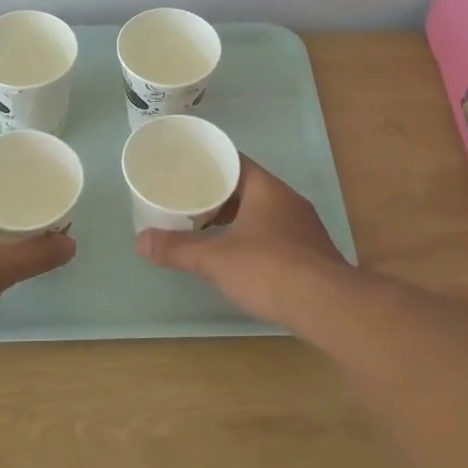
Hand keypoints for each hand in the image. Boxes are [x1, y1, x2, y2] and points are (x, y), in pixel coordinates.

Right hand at [135, 156, 348, 323]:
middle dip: (218, 194)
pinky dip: (252, 237)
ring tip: (206, 227)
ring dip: (236, 217)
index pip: (235, 161)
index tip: (185, 169)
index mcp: (267, 189)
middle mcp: (288, 201)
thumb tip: (139, 242)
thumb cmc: (269, 269)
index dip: (209, 163)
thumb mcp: (215, 259)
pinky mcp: (310, 252)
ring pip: (262, 212)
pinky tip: (237, 255)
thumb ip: (177, 249)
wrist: (328, 306)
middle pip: (248, 187)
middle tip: (187, 200)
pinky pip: (274, 234)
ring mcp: (303, 227)